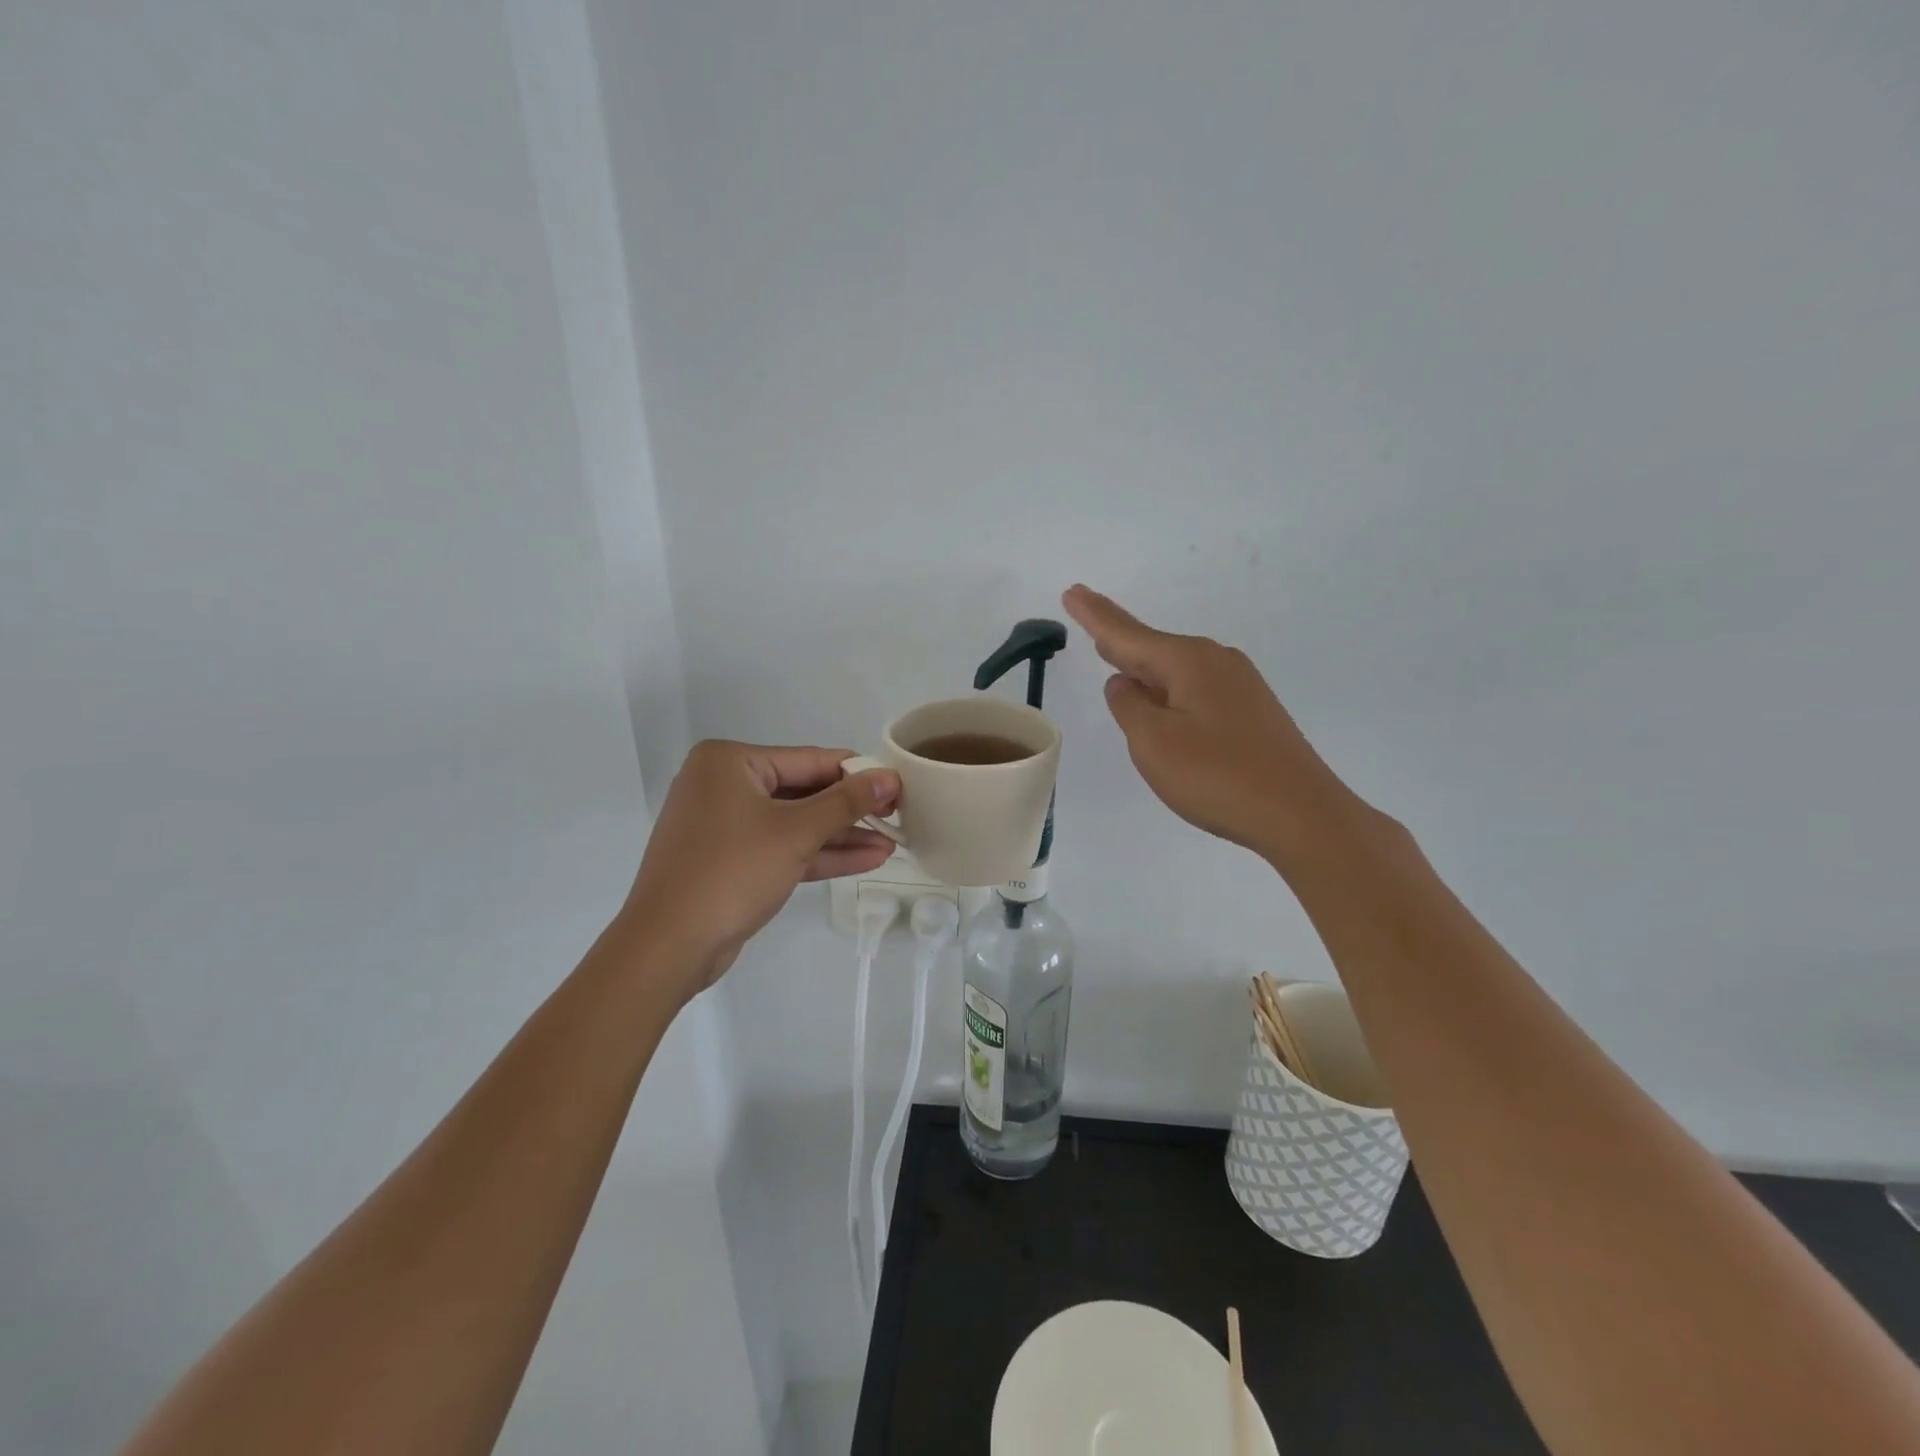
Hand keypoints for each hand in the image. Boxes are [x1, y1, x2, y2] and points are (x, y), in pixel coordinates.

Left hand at [623, 741, 899, 999]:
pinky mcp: (730, 860)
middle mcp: (723, 785)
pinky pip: (781, 847)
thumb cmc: (731, 872)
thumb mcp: (796, 832)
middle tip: (899, 816)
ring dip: (841, 836)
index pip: (808, 760)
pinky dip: (818, 854)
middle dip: (851, 810)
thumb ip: (846, 802)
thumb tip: (889, 777)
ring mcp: (725, 824)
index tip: (899, 784)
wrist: (668, 947)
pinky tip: (865, 859)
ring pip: (795, 823)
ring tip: (892, 843)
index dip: (857, 773)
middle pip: (803, 791)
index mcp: (729, 762)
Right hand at [1062, 585, 1376, 870]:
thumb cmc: (1217, 776)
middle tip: (1087, 610)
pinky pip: (1194, 688)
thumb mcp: (1153, 742)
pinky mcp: (1251, 711)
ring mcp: (1239, 685)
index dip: (1095, 615)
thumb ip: (1128, 706)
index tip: (1072, 591)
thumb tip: (1124, 684)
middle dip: (1117, 633)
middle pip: (1152, 645)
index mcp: (1187, 662)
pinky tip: (1162, 698)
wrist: (1302, 814)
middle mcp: (1215, 662)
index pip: (1127, 634)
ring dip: (1143, 663)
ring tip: (1115, 654)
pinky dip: (1168, 687)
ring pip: (1175, 669)